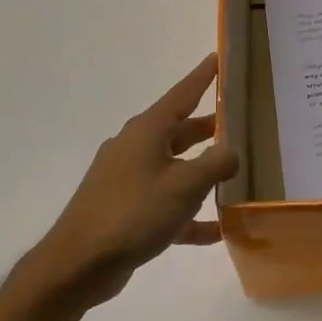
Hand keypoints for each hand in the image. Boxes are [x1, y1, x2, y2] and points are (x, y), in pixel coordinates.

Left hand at [14, 55, 240, 308]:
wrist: (79, 264)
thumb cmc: (134, 213)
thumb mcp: (185, 185)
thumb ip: (217, 163)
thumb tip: (233, 152)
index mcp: (147, 131)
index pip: (182, 93)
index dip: (203, 76)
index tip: (219, 57)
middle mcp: (135, 148)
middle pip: (180, 131)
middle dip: (210, 128)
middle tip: (242, 124)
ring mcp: (128, 180)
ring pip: (175, 168)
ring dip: (202, 173)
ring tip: (236, 176)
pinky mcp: (126, 211)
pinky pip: (166, 205)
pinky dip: (189, 213)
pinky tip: (215, 230)